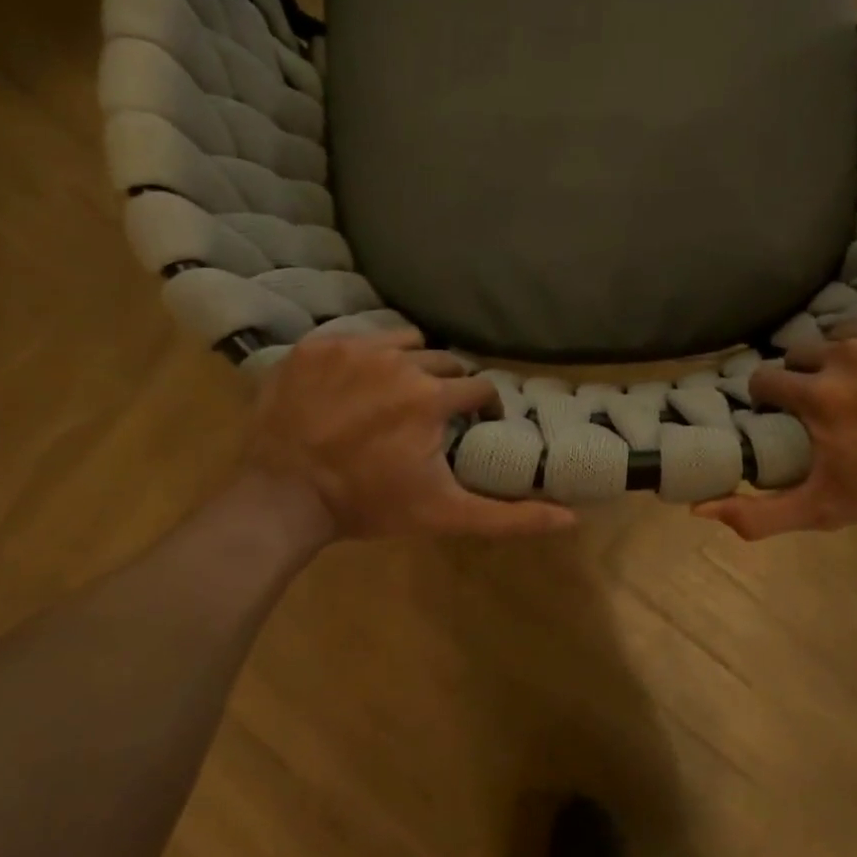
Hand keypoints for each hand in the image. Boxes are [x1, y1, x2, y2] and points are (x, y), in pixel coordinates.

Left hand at [234, 330, 576, 539]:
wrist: (283, 496)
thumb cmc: (369, 505)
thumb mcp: (445, 515)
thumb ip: (509, 516)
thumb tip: (572, 517)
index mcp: (433, 397)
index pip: (479, 388)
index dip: (480, 409)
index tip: (469, 427)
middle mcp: (398, 360)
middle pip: (444, 363)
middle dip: (446, 388)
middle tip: (430, 417)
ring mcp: (353, 348)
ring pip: (404, 341)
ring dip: (410, 364)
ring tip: (395, 395)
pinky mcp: (316, 346)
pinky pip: (358, 338)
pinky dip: (366, 358)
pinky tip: (355, 386)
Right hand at [695, 316, 856, 538]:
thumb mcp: (824, 509)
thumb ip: (760, 513)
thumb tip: (699, 509)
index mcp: (816, 393)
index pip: (765, 379)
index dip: (770, 398)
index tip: (784, 414)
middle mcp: (845, 352)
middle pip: (802, 352)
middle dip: (807, 375)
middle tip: (831, 402)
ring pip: (845, 333)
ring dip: (847, 356)